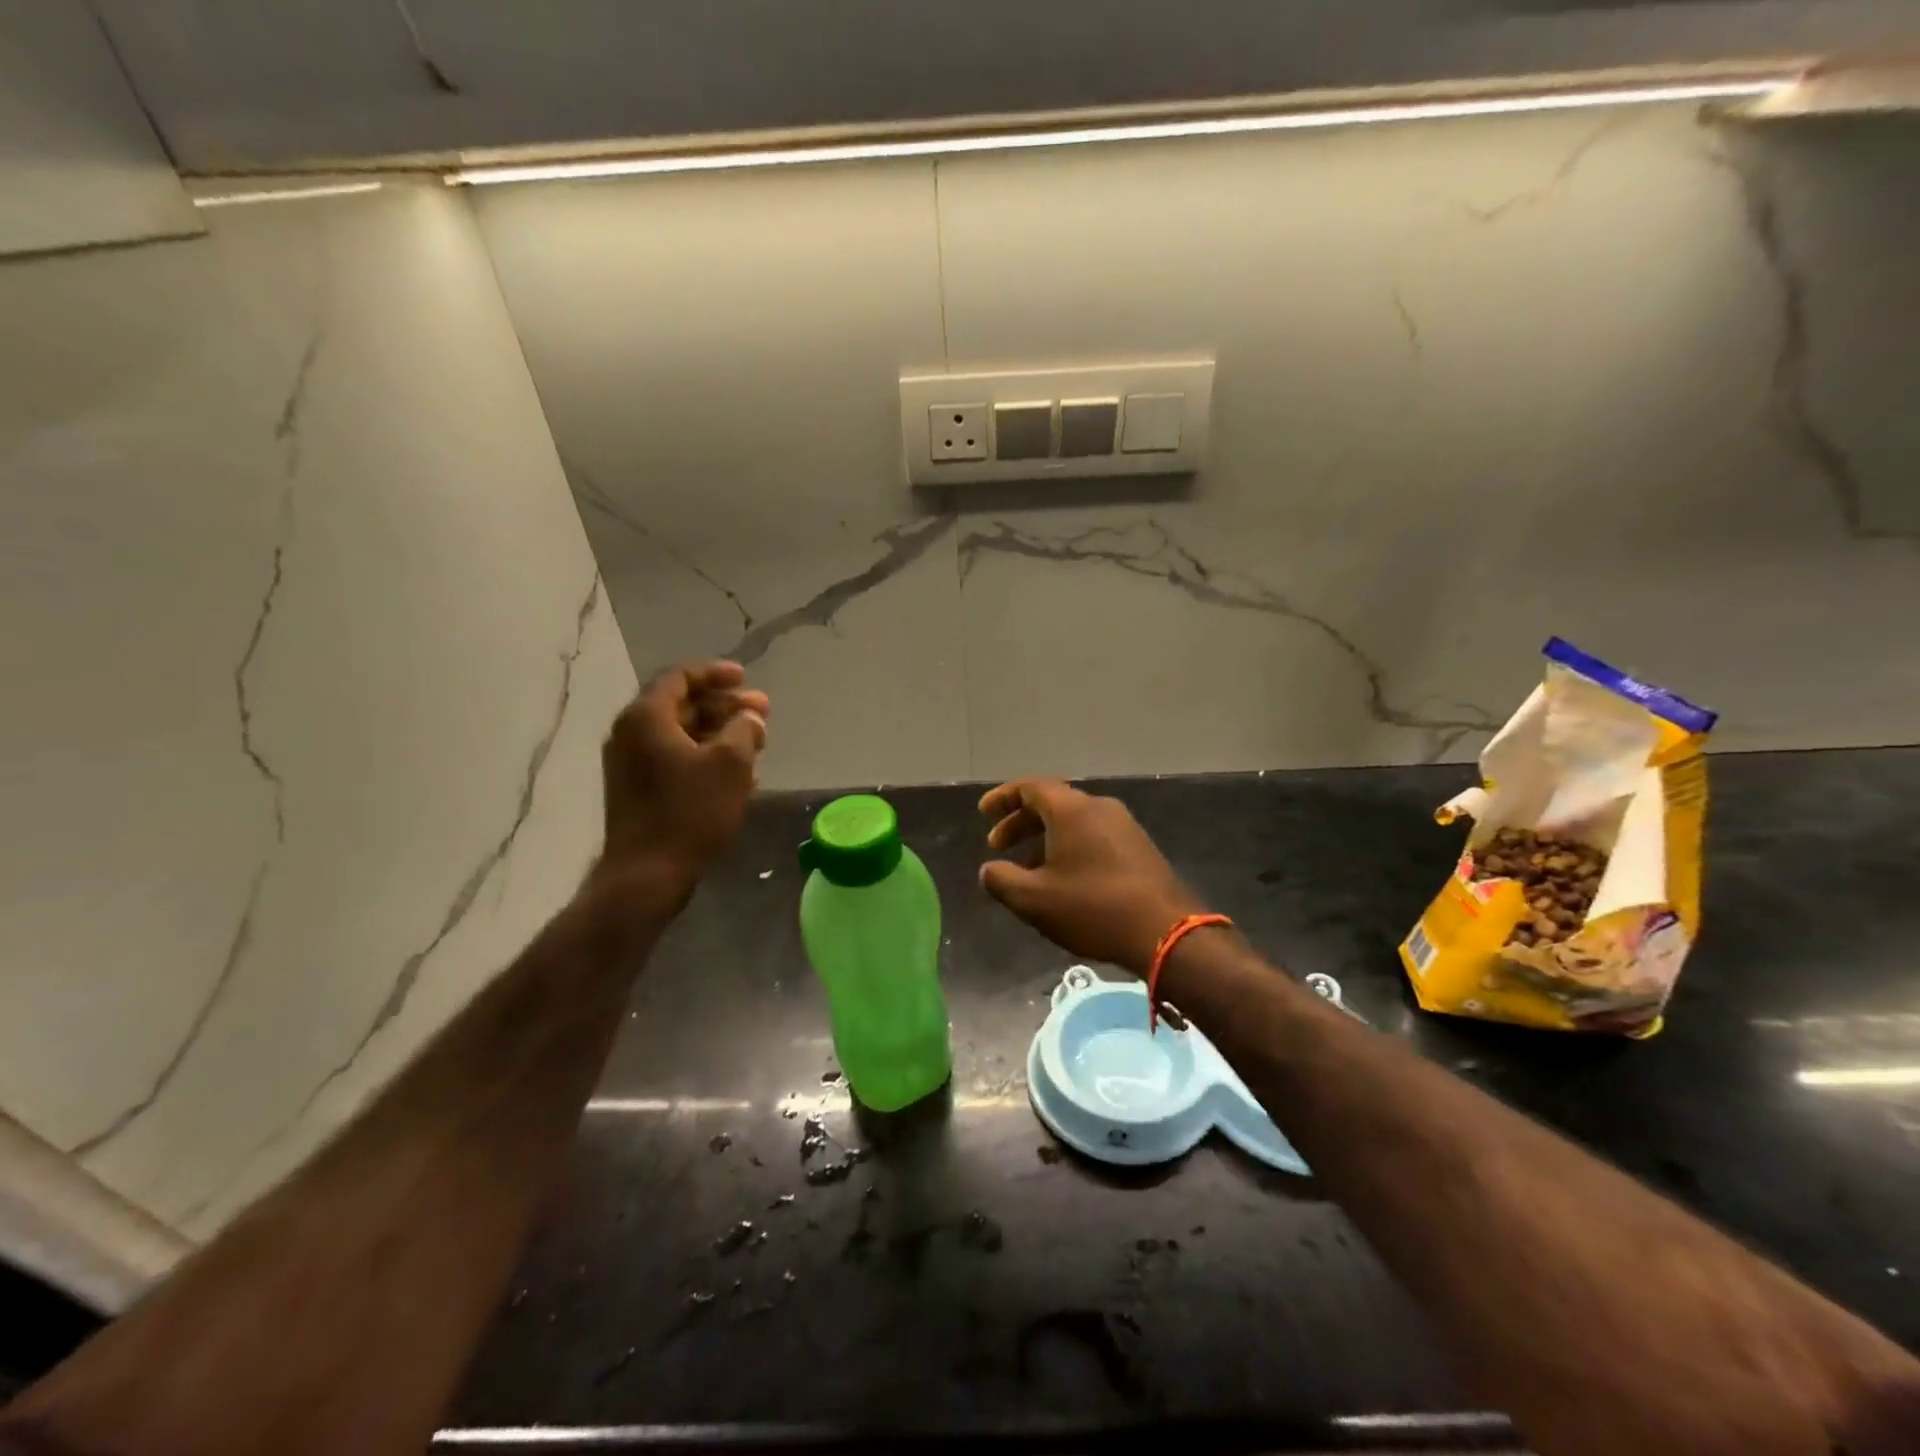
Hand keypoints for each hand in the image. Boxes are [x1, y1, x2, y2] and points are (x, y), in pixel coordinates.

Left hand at [596, 660, 768, 899]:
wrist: (647, 874)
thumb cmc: (690, 812)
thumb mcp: (730, 765)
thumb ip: (744, 729)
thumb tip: (749, 718)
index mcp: (646, 717)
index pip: (680, 677)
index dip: (716, 673)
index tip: (745, 678)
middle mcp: (631, 733)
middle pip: (682, 704)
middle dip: (725, 706)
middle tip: (762, 714)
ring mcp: (631, 763)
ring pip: (681, 733)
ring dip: (719, 733)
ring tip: (756, 744)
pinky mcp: (637, 789)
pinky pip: (675, 757)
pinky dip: (705, 755)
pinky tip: (737, 773)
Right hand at [977, 778, 1204, 975]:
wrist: (1165, 932)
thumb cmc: (1092, 908)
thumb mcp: (1034, 900)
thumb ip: (1001, 881)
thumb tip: (988, 870)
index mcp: (1071, 809)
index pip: (1030, 787)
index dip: (1003, 798)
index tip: (984, 813)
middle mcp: (1099, 807)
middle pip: (1052, 803)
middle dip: (1021, 822)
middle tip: (998, 845)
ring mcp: (1123, 826)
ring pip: (1074, 822)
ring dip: (1044, 838)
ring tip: (1027, 869)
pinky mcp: (1139, 847)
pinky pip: (1093, 836)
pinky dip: (1069, 847)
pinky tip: (1063, 879)